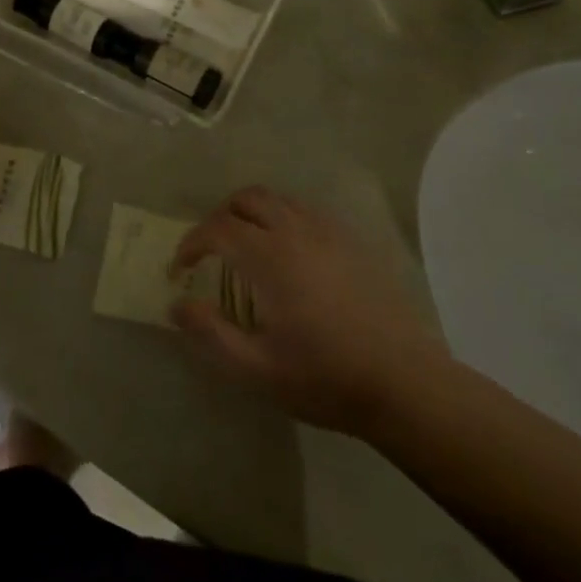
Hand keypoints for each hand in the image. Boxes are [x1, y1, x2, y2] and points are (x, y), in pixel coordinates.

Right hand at [169, 188, 447, 434]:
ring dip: (252, 214)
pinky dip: (283, 219)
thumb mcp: (257, 369)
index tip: (180, 269)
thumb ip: (211, 333)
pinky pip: (306, 211)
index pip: (217, 228)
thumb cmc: (325, 377)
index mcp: (269, 256)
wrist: (404, 382)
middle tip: (211, 251)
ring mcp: (328, 232)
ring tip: (246, 248)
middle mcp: (296, 231)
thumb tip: (176, 305)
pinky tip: (289, 253)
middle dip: (220, 217)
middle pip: (247, 199)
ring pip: (278, 199)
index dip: (191, 243)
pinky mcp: (352, 241)